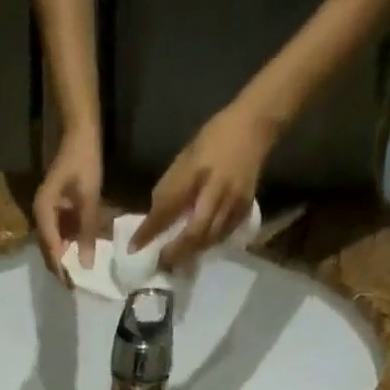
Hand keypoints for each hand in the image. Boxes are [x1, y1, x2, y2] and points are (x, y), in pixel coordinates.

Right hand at [33, 125, 103, 281]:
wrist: (79, 133)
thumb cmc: (84, 161)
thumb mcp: (89, 199)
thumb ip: (87, 233)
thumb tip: (86, 265)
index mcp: (44, 212)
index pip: (50, 249)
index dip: (60, 270)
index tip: (70, 288)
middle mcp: (40, 216)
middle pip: (48, 250)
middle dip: (60, 268)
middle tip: (75, 286)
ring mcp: (46, 213)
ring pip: (54, 244)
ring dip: (65, 258)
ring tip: (79, 275)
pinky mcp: (55, 211)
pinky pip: (60, 234)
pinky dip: (69, 246)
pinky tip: (80, 254)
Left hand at [132, 101, 276, 270]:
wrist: (256, 126)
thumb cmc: (215, 138)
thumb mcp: (187, 155)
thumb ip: (172, 185)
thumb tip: (154, 217)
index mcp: (198, 170)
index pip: (168, 206)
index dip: (150, 229)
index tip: (134, 248)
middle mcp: (217, 189)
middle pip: (194, 232)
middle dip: (174, 252)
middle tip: (159, 264)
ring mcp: (234, 202)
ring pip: (208, 239)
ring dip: (190, 253)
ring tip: (175, 262)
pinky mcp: (244, 210)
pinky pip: (222, 236)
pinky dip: (207, 246)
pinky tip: (196, 250)